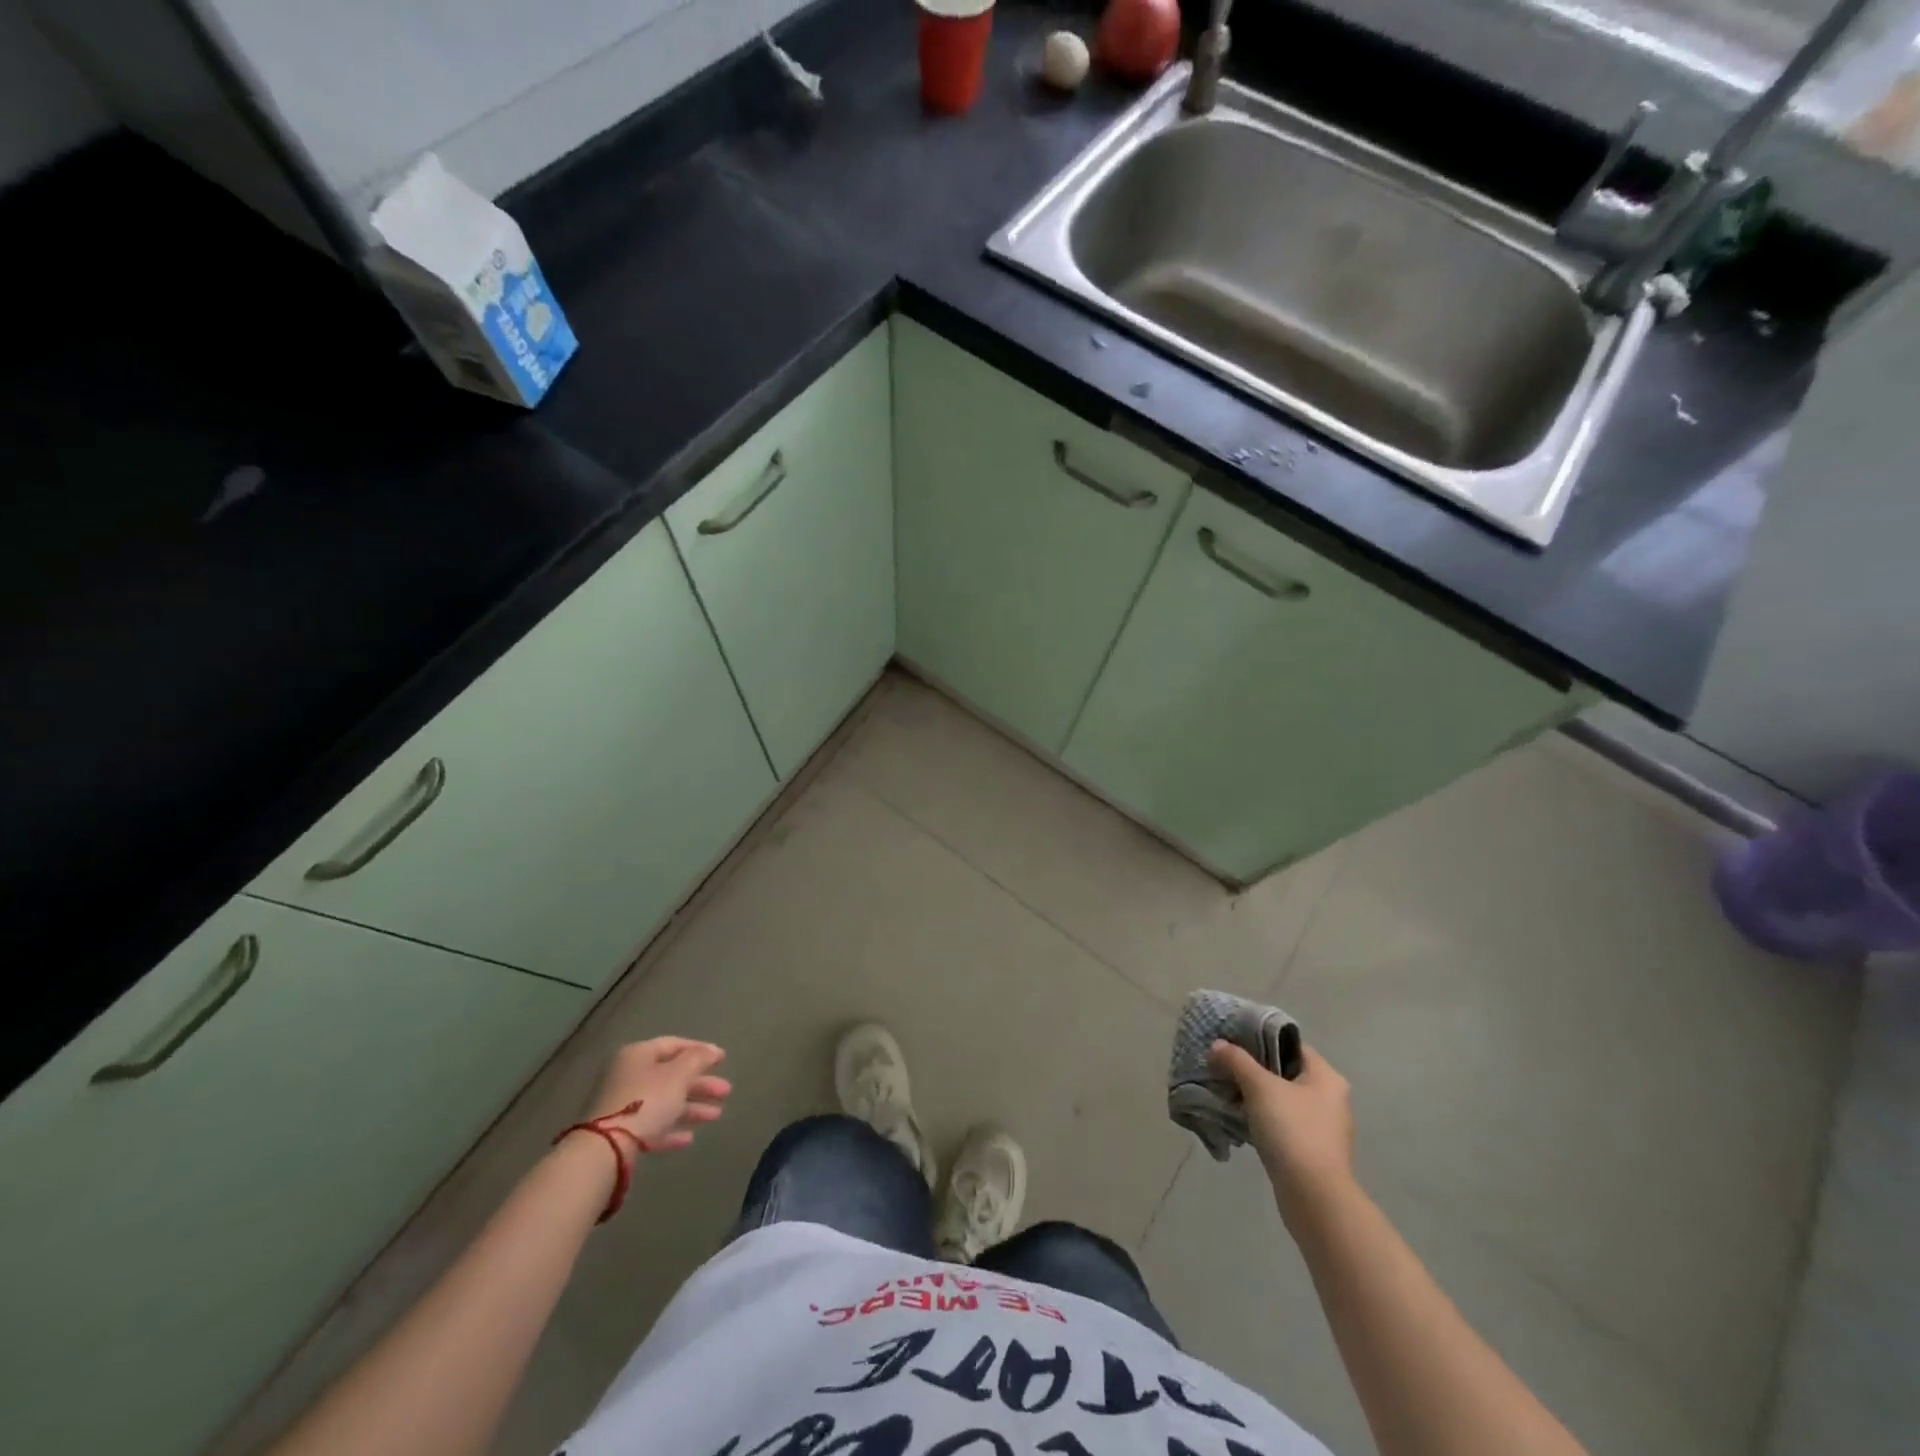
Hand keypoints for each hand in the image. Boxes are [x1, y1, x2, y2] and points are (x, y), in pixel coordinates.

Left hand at [583, 1037, 730, 1153]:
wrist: (606, 1148)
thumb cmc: (647, 1100)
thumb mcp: (679, 1074)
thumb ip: (698, 1059)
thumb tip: (713, 1050)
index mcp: (638, 1054)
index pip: (674, 1045)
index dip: (700, 1050)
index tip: (723, 1059)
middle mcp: (629, 1075)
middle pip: (672, 1075)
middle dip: (701, 1084)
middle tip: (726, 1091)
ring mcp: (622, 1105)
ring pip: (664, 1101)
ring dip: (691, 1108)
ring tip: (717, 1115)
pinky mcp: (621, 1133)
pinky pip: (652, 1125)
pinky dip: (671, 1128)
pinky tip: (689, 1138)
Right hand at [1209, 1040, 1354, 1223]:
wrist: (1314, 1198)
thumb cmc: (1292, 1131)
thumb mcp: (1259, 1087)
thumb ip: (1237, 1061)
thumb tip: (1217, 1045)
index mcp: (1327, 1077)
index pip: (1291, 1045)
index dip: (1261, 1039)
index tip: (1232, 1041)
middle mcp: (1331, 1099)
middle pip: (1285, 1072)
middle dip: (1254, 1070)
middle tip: (1224, 1066)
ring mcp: (1324, 1129)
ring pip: (1283, 1100)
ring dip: (1257, 1097)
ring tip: (1227, 1092)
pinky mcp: (1313, 1153)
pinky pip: (1284, 1125)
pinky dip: (1264, 1120)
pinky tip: (1241, 1121)